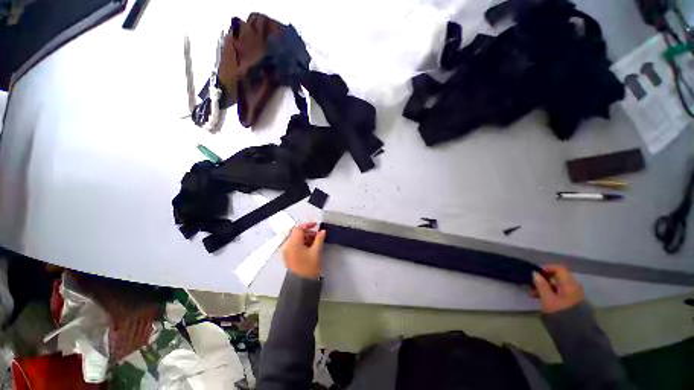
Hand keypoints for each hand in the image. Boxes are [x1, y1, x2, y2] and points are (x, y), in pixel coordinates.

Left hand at [282, 222, 325, 278]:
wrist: (302, 284)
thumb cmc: (309, 267)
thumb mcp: (316, 251)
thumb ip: (319, 239)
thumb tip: (323, 231)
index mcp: (293, 244)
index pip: (298, 229)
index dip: (307, 225)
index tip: (316, 225)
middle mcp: (287, 246)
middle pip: (297, 234)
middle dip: (308, 233)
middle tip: (318, 235)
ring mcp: (287, 252)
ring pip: (296, 240)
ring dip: (306, 238)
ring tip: (316, 241)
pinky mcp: (288, 256)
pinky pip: (294, 245)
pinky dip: (302, 243)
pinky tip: (310, 247)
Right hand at [531, 264, 584, 313]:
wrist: (576, 334)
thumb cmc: (561, 313)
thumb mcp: (547, 298)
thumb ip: (541, 284)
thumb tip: (535, 273)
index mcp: (569, 284)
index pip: (558, 269)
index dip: (546, 269)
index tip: (535, 274)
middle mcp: (574, 287)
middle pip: (557, 278)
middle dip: (543, 280)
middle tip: (531, 286)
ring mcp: (574, 296)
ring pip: (558, 287)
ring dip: (545, 288)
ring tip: (533, 295)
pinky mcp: (573, 304)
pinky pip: (561, 294)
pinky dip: (551, 294)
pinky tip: (543, 300)